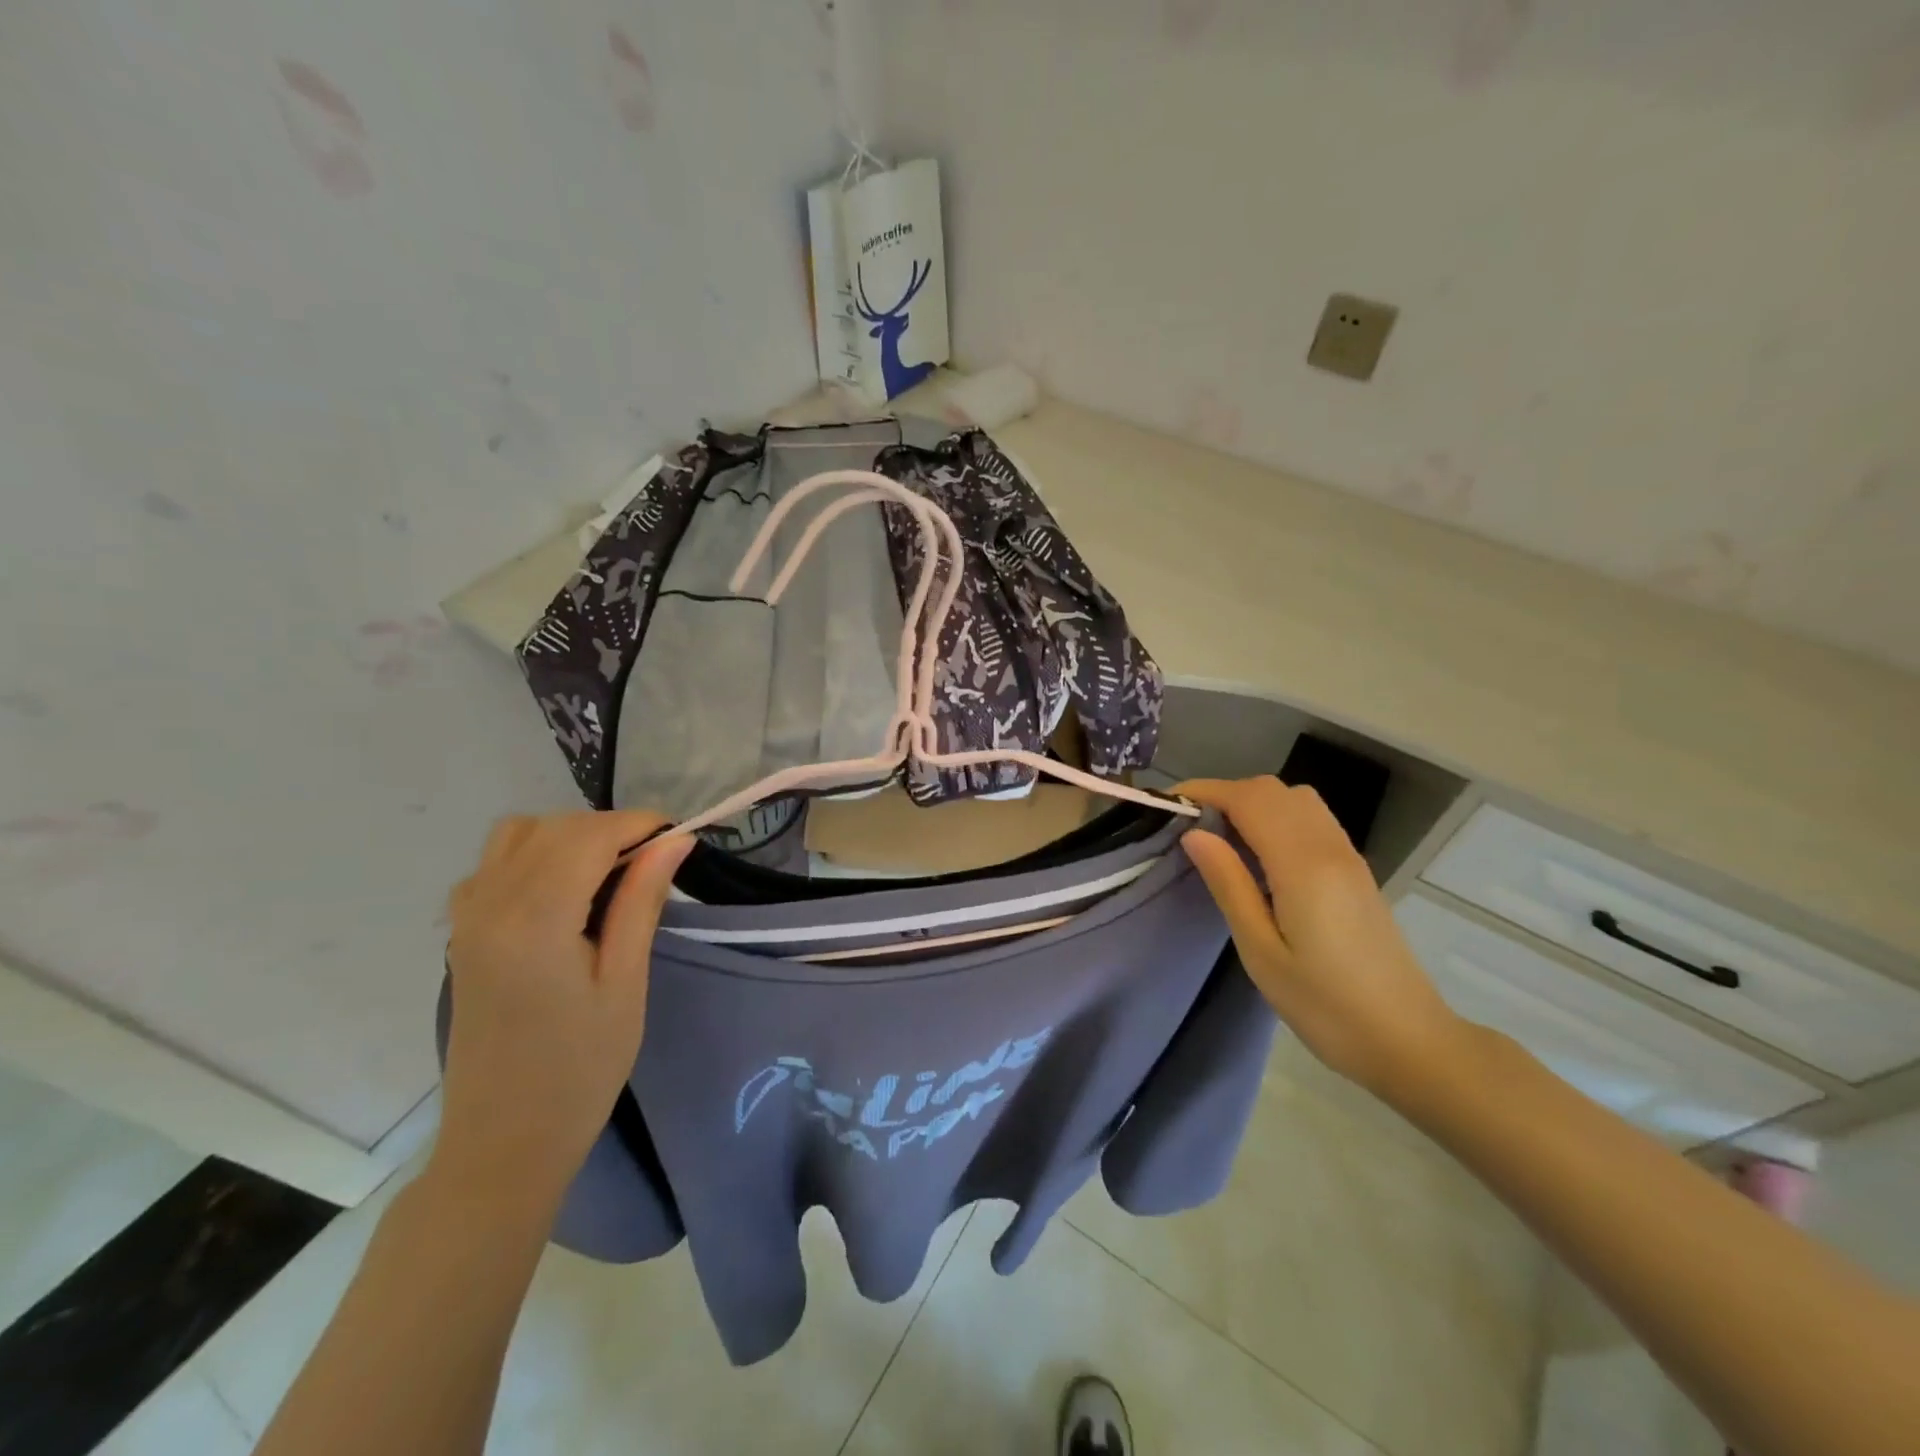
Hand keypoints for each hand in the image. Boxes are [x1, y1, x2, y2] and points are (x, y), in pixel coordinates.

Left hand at [434, 812, 692, 1210]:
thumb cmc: (580, 1069)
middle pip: (554, 828)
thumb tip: (674, 841)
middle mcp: (489, 905)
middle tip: (654, 863)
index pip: (588, 835)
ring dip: (569, 837)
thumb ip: (642, 902)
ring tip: (609, 874)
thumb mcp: (625, 983)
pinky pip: (495, 864)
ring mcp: (467, 918)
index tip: (679, 838)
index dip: (639, 825)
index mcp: (534, 920)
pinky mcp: (461, 933)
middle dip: (610, 829)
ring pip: (519, 835)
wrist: (503, 1142)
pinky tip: (563, 893)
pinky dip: (534, 855)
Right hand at [1177, 777, 1466, 1099]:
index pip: (1249, 799)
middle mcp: (1329, 847)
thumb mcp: (1261, 952)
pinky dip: (1277, 817)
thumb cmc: (1325, 1006)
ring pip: (1296, 799)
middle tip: (1188, 825)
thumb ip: (1229, 884)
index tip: (1167, 805)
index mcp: (1303, 865)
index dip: (1205, 791)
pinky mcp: (1355, 871)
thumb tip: (1194, 834)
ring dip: (1253, 803)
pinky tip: (1259, 855)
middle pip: (1273, 790)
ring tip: (1220, 837)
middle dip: (1225, 794)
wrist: (1408, 1042)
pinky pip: (1312, 820)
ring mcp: (1348, 857)